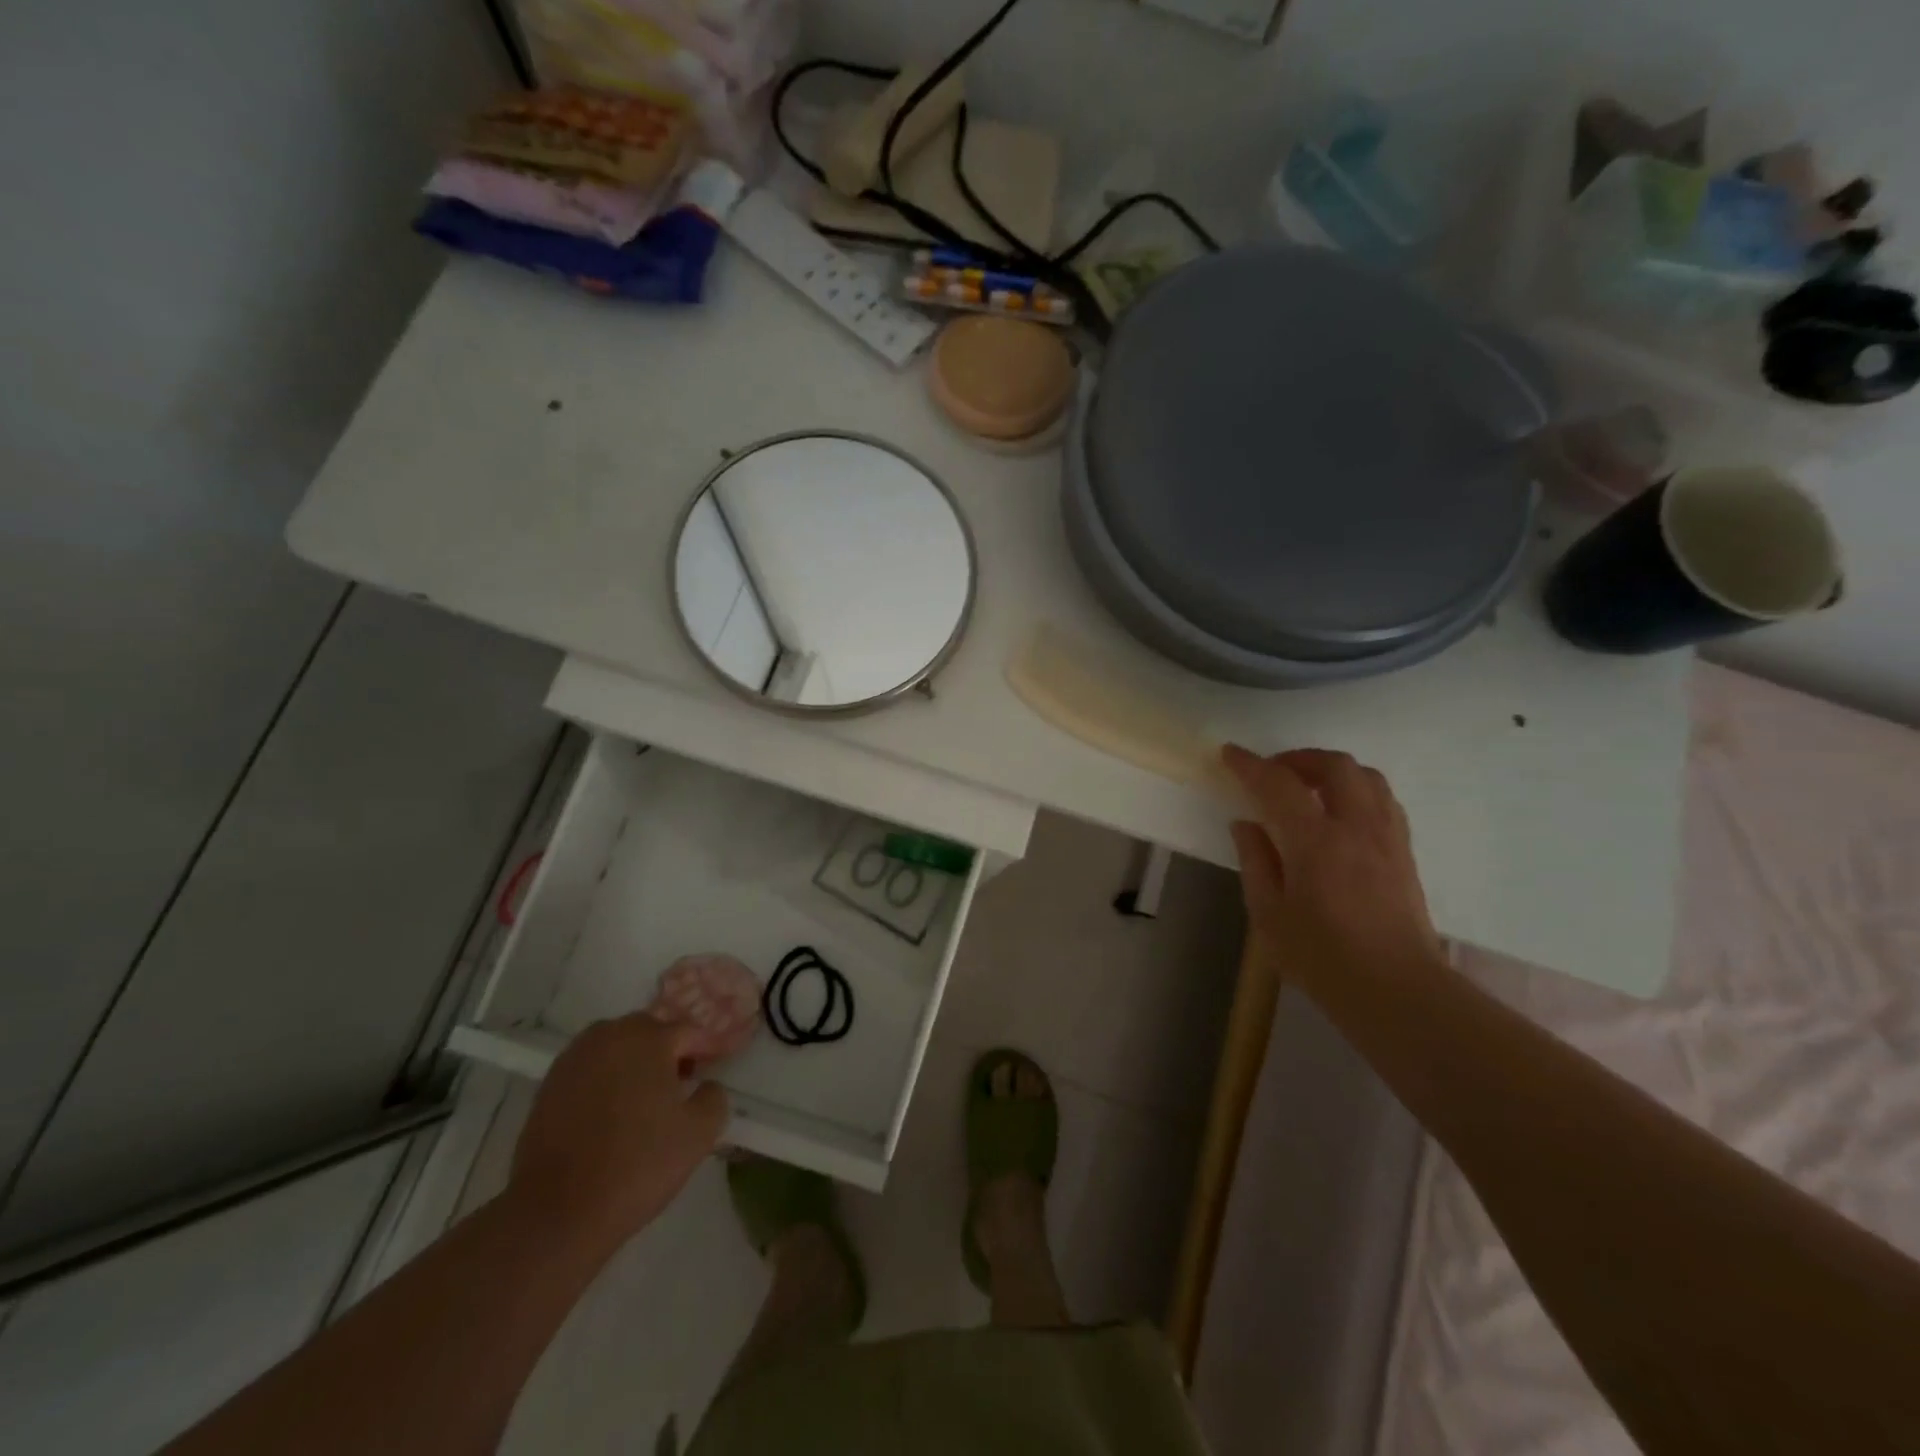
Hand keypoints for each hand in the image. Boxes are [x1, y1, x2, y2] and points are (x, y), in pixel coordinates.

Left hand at [509, 1013, 727, 1252]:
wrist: (557, 1213)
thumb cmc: (637, 1165)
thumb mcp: (699, 1133)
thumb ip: (714, 1097)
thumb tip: (706, 1086)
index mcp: (649, 1039)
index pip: (688, 1032)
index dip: (706, 1050)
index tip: (715, 1067)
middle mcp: (609, 1036)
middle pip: (649, 1031)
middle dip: (668, 1050)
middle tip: (681, 1083)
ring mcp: (574, 1059)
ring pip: (615, 1046)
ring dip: (633, 1061)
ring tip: (644, 1097)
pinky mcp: (548, 1086)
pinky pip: (589, 1069)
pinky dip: (605, 1080)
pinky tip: (611, 1113)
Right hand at [1222, 745, 1446, 992]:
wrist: (1396, 990)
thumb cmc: (1322, 958)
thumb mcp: (1268, 915)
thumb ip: (1255, 862)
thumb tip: (1246, 824)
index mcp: (1315, 842)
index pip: (1278, 785)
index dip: (1250, 765)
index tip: (1229, 754)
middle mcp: (1356, 828)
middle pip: (1334, 766)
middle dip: (1298, 759)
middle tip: (1273, 773)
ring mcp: (1387, 838)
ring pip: (1366, 777)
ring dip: (1332, 770)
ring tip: (1308, 787)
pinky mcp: (1405, 853)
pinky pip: (1383, 800)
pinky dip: (1357, 790)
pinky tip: (1341, 812)